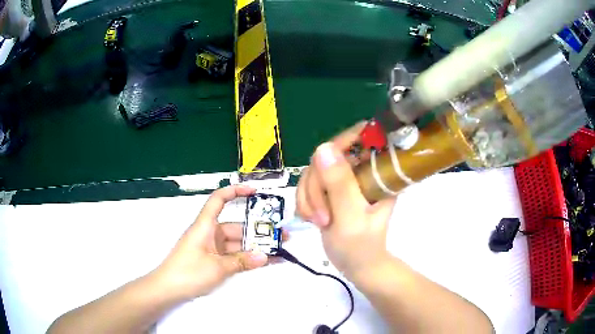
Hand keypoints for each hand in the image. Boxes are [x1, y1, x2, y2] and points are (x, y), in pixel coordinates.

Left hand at [152, 185, 271, 301]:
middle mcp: (209, 233)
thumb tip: (264, 256)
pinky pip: (233, 255)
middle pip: (236, 227)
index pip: (219, 200)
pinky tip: (264, 261)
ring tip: (279, 250)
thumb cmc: (188, 272)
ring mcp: (211, 248)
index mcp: (205, 226)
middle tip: (282, 236)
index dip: (235, 191)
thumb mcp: (217, 267)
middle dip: (258, 231)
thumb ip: (241, 261)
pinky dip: (246, 258)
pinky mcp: (212, 260)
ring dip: (255, 247)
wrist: (167, 290)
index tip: (255, 192)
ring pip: (237, 243)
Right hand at [296, 125, 396, 278]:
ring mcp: (344, 178)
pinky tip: (310, 218)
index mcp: (376, 171)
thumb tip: (323, 147)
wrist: (356, 265)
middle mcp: (360, 169)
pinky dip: (304, 202)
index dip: (338, 146)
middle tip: (321, 216)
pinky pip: (307, 184)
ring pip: (313, 171)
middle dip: (316, 187)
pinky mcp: (330, 188)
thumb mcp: (351, 216)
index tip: (323, 173)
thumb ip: (339, 184)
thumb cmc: (361, 246)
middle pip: (327, 156)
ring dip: (308, 198)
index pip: (359, 136)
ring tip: (318, 221)